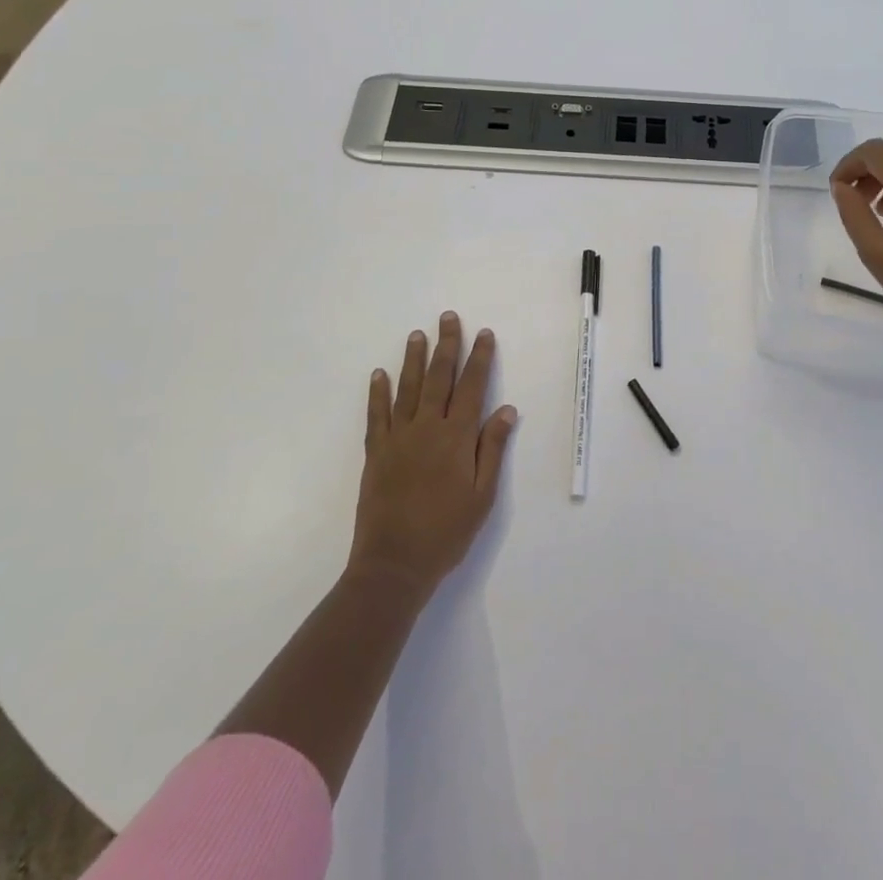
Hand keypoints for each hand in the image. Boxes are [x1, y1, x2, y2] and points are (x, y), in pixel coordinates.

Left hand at [348, 312, 518, 596]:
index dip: (479, 358)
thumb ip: (492, 449)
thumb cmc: (446, 532)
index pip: (472, 387)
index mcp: (456, 437)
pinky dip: (378, 392)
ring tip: (417, 334)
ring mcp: (398, 438)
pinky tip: (379, 374)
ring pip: (407, 388)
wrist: (394, 564)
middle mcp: (427, 428)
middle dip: (446, 345)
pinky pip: (376, 414)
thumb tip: (506, 409)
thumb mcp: (482, 495)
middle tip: (447, 317)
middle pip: (438, 377)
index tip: (484, 334)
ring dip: (413, 359)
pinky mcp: (376, 453)